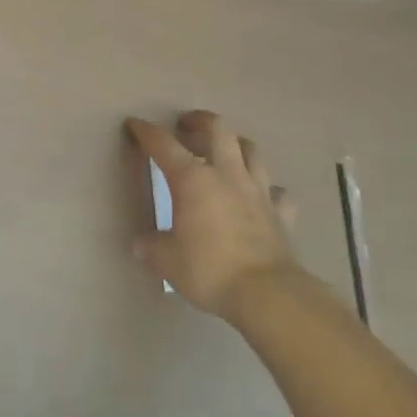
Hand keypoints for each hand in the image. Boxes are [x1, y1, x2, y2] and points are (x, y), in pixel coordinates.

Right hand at [125, 111, 299, 324]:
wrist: (268, 295)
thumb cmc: (209, 270)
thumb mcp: (167, 261)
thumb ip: (151, 247)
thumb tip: (140, 244)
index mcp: (192, 180)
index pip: (163, 144)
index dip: (146, 131)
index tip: (135, 124)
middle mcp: (226, 175)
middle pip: (218, 129)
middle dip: (199, 121)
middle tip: (186, 126)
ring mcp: (258, 192)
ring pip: (251, 151)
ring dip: (236, 145)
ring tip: (224, 151)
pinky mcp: (282, 214)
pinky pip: (277, 192)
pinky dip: (268, 189)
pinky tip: (261, 195)